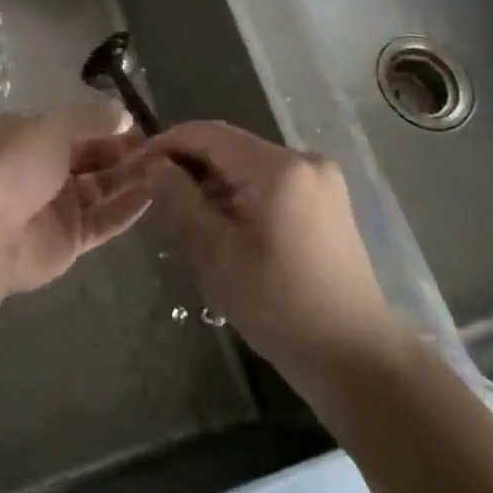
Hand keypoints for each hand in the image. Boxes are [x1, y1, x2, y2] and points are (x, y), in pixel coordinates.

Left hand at [0, 103, 153, 295]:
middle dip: (125, 152)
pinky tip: (154, 195)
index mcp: (30, 136)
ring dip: (131, 178)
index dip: (109, 126)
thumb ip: (90, 119)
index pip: (77, 127)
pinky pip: (104, 221)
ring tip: (166, 169)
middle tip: (162, 149)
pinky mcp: (68, 242)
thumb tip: (123, 114)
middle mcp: (43, 169)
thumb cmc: (14, 165)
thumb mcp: (51, 126)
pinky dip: (127, 209)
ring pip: (102, 189)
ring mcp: (56, 207)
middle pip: (92, 157)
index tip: (143, 126)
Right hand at [143, 122, 403, 389]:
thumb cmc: (279, 307)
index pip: (209, 134)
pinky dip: (241, 195)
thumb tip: (153, 164)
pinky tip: (224, 226)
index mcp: (279, 167)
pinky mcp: (326, 201)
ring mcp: (320, 180)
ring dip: (214, 182)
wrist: (356, 358)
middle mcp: (303, 159)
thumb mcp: (216, 254)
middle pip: (231, 147)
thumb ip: (179, 201)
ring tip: (185, 214)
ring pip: (249, 166)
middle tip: (155, 195)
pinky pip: (270, 183)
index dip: (168, 143)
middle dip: (190, 165)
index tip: (136, 165)